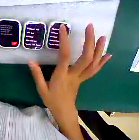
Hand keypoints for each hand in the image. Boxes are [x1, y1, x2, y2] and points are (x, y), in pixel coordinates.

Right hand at [28, 24, 110, 139]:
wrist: (64, 112)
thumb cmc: (52, 101)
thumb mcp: (41, 89)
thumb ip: (37, 75)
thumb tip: (30, 62)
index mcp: (62, 76)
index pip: (64, 56)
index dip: (64, 41)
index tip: (63, 28)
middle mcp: (74, 75)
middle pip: (86, 58)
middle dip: (89, 41)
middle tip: (90, 27)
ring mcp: (80, 78)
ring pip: (93, 63)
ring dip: (99, 49)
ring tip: (103, 37)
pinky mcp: (83, 80)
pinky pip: (94, 71)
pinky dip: (101, 62)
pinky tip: (107, 54)